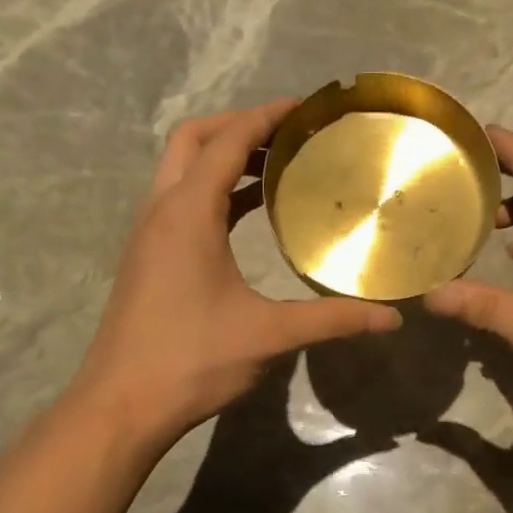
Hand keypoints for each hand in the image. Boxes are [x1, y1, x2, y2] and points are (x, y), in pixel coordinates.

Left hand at [68, 100, 401, 452]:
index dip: (267, 116)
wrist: (121, 405)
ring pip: (181, 172)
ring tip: (276, 169)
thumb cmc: (192, 361)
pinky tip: (245, 218)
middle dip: (238, 127)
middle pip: (193, 140)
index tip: (307, 107)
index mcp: (187, 213)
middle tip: (288, 137)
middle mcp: (161, 212)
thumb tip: (390, 319)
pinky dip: (212, 193)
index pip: (227, 141)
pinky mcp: (147, 260)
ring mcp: (148, 236)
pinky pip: (179, 203)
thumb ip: (331, 320)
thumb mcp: (268, 336)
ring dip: (222, 160)